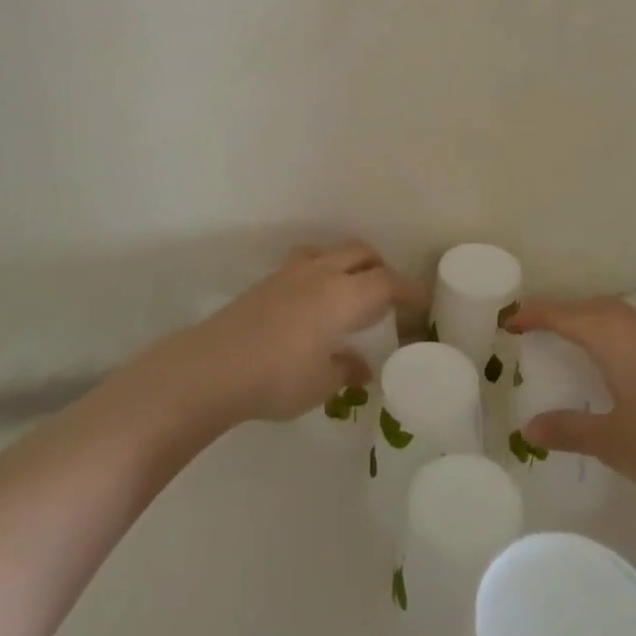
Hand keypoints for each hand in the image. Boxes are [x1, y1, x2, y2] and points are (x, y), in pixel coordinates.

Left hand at [174, 243, 427, 424]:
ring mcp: (292, 273)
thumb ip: (347, 370)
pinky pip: (306, 262)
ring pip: (331, 251)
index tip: (422, 305)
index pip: (387, 282)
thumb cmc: (277, 378)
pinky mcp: (268, 281)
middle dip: (381, 268)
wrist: (213, 367)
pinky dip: (322, 271)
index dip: (409, 290)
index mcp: (343, 296)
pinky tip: (313, 303)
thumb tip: (363, 367)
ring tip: (350, 292)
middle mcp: (322, 273)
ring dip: (349, 264)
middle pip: (361, 253)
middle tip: (388, 297)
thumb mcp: (321, 384)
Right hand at [505, 296, 635, 504]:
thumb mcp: (613, 441)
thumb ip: (569, 430)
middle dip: (558, 314)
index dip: (530, 316)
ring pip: (612, 315)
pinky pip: (632, 327)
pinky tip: (616, 362)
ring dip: (586, 322)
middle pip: (586, 307)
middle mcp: (634, 323)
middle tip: (532, 331)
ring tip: (569, 343)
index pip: (560, 314)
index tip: (506, 321)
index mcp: (610, 335)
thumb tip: (529, 428)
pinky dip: (610, 333)